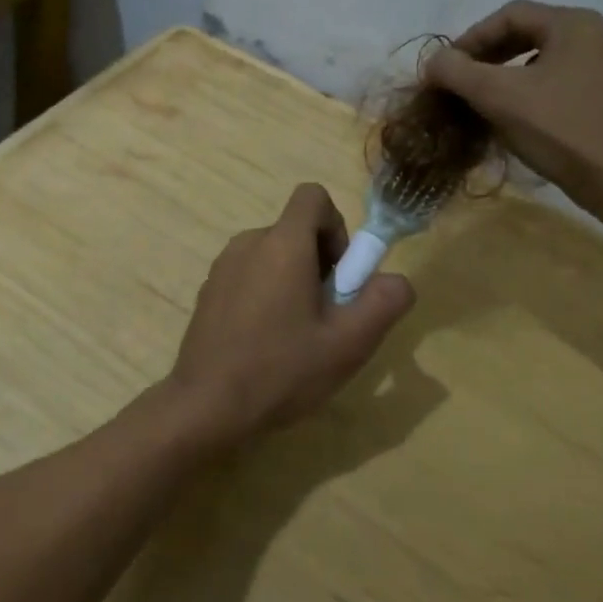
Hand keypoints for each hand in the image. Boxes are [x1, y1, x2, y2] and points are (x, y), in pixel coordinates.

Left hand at [168, 184, 414, 443]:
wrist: (206, 405)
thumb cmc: (282, 370)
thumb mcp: (348, 343)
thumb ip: (384, 302)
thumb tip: (396, 280)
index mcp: (282, 244)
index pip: (313, 196)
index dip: (337, 226)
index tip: (340, 274)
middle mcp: (248, 243)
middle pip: (295, 230)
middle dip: (320, 262)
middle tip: (325, 316)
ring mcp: (222, 267)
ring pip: (272, 255)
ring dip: (293, 281)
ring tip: (295, 335)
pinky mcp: (208, 291)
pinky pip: (248, 275)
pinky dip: (265, 294)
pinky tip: (265, 343)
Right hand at [424, 0, 602, 219]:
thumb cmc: (564, 131)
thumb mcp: (500, 98)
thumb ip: (458, 72)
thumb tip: (434, 61)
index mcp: (575, 23)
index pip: (509, 15)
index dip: (470, 38)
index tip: (445, 69)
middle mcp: (601, 34)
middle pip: (531, 33)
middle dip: (489, 56)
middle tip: (461, 84)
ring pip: (548, 59)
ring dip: (510, 75)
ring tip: (486, 102)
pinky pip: (566, 80)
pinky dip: (535, 91)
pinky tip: (521, 117)